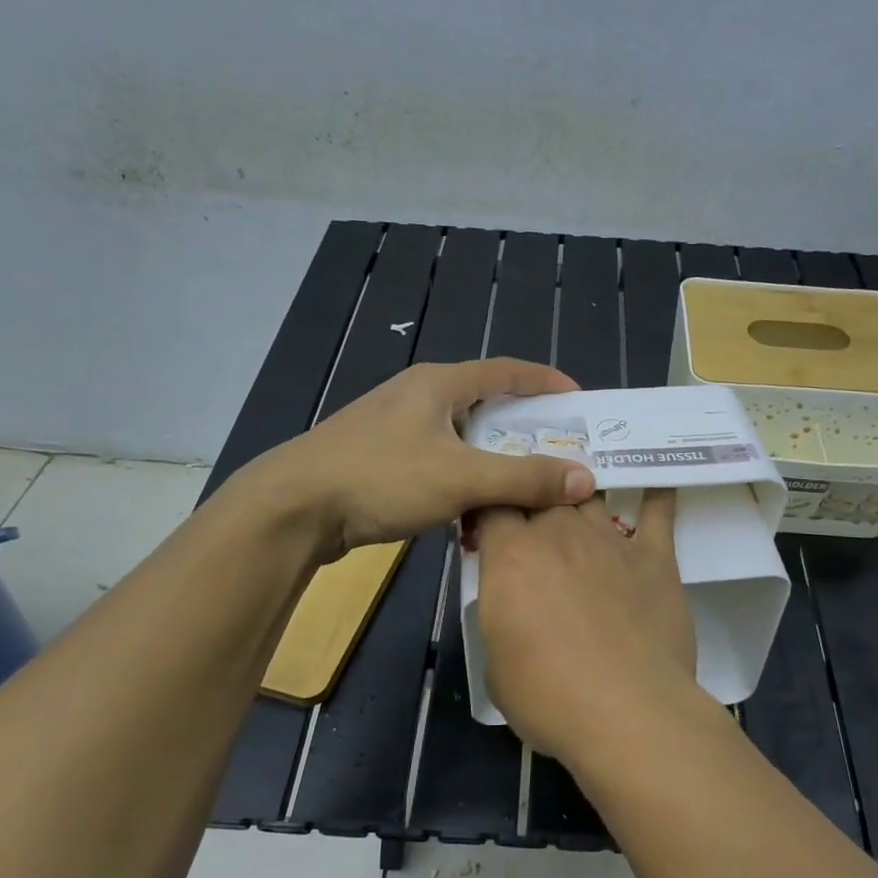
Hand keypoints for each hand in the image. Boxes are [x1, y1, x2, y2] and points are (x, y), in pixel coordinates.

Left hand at [258, 360, 595, 559]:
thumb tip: (585, 478)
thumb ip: (524, 478)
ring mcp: (395, 427)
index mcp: (439, 384)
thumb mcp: (461, 478)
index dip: (545, 381)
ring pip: (461, 435)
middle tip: (559, 448)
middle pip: (485, 402)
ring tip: (524, 481)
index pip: (506, 370)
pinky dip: (465, 475)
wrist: (293, 508)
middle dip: (525, 425)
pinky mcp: (381, 457)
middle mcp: (418, 396)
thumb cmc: (380, 478)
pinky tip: (474, 504)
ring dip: (494, 456)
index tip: (579, 400)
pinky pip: (439, 458)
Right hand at [473, 491, 698, 765]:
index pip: (493, 504)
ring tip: (580, 501)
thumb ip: (503, 617)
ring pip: (591, 495)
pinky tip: (657, 484)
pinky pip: (657, 513)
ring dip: (581, 497)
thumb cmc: (548, 696)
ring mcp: (610, 541)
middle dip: (534, 501)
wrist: (627, 711)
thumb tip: (516, 609)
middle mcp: (559, 533)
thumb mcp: (496, 662)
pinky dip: (656, 496)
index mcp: (511, 554)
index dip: (489, 510)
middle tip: (534, 524)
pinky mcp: (654, 557)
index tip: (489, 528)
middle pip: (543, 492)